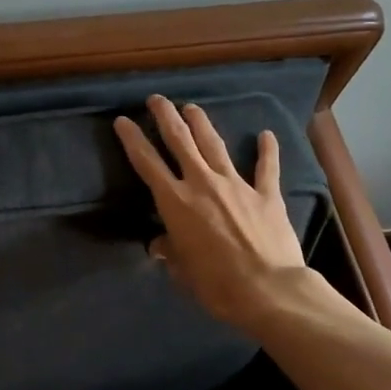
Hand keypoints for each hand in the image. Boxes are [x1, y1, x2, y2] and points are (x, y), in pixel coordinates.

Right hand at [114, 96, 320, 332]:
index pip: (147, 163)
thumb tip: (161, 246)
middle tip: (157, 99)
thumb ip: (170, 251)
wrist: (268, 290)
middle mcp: (202, 183)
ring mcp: (236, 185)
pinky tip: (266, 135)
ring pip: (214, 145)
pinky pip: (266, 168)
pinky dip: (267, 151)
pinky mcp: (266, 194)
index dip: (132, 139)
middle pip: (180, 140)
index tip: (122, 120)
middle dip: (166, 116)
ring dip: (201, 123)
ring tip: (192, 107)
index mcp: (175, 202)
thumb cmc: (216, 284)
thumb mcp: (182, 270)